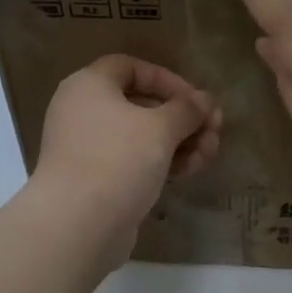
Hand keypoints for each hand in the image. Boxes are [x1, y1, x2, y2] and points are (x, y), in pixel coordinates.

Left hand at [31, 55, 222, 267]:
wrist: (77, 224)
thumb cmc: (118, 160)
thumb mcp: (161, 127)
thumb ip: (187, 109)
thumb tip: (205, 100)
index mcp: (89, 85)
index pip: (131, 67)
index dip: (167, 79)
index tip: (196, 101)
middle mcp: (82, 111)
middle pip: (141, 104)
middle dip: (183, 118)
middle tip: (214, 132)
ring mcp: (87, 148)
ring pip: (141, 136)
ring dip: (179, 142)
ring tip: (208, 156)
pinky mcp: (95, 180)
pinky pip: (132, 161)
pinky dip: (160, 163)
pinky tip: (189, 172)